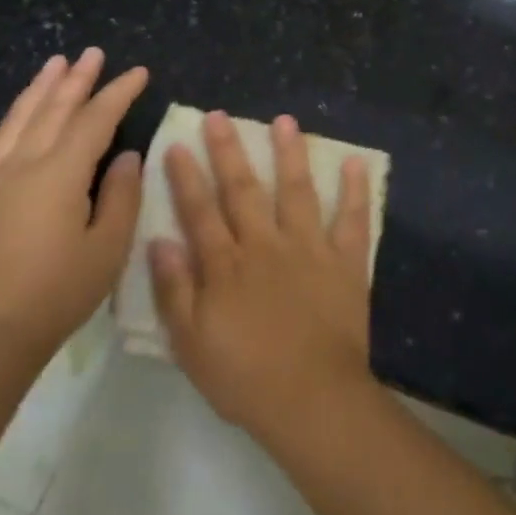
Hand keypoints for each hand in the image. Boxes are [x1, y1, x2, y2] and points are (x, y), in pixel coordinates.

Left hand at [0, 49, 148, 366]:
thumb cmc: (59, 292)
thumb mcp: (107, 247)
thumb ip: (121, 195)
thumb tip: (128, 155)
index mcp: (59, 175)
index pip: (94, 120)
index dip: (118, 94)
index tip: (139, 73)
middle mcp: (23, 164)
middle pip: (54, 109)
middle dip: (78, 79)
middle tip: (94, 53)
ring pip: (21, 118)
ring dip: (41, 88)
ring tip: (57, 63)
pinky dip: (15, 116)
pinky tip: (22, 111)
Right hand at [150, 110, 375, 443]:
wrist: (311, 398)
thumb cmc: (244, 377)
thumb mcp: (191, 343)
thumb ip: (174, 290)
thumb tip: (160, 240)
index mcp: (226, 266)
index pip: (200, 212)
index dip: (186, 177)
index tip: (176, 144)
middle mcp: (265, 245)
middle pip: (243, 190)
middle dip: (229, 151)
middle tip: (220, 116)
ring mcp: (309, 249)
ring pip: (296, 191)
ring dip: (290, 154)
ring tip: (285, 121)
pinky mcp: (345, 262)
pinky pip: (352, 220)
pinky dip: (355, 191)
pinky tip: (355, 163)